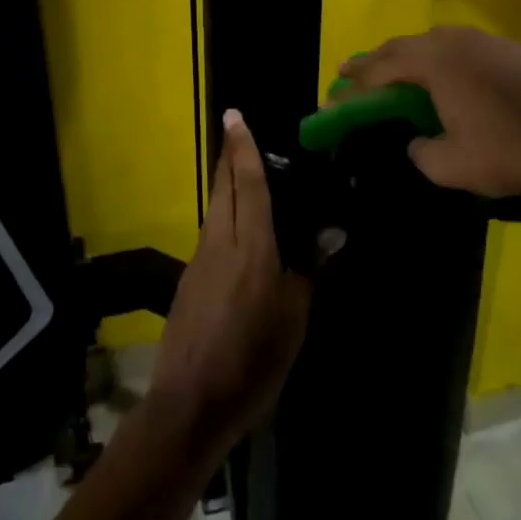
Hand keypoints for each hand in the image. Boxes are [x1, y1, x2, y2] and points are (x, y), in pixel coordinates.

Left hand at [149, 111, 312, 451]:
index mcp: (251, 249)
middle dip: (228, 157)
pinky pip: (210, 234)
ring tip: (241, 173)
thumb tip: (331, 233)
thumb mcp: (293, 321)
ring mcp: (199, 262)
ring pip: (213, 210)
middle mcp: (219, 244)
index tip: (235, 116)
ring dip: (224, 185)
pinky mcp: (189, 281)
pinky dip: (223, 217)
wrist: (190, 403)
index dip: (243, 149)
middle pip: (222, 189)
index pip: (247, 186)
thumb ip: (308, 270)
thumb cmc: (252, 363)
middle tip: (236, 131)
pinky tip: (238, 231)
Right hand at [337, 26, 520, 198]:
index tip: (336, 92)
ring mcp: (490, 42)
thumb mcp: (449, 166)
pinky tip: (450, 76)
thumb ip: (420, 150)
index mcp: (437, 64)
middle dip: (376, 60)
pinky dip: (445, 58)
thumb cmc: (508, 154)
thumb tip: (417, 140)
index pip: (383, 67)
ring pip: (437, 40)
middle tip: (352, 73)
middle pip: (405, 45)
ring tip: (398, 70)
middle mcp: (458, 42)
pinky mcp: (515, 51)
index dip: (356, 82)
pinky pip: (466, 47)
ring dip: (411, 54)